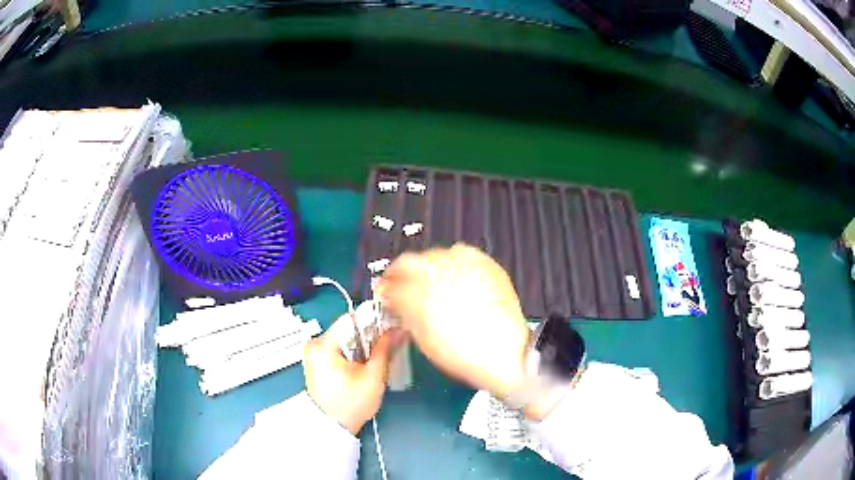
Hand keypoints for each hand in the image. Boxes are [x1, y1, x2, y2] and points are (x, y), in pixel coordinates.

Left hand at [303, 314, 404, 434]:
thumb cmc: (352, 403)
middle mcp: (314, 344)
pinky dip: (352, 352)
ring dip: (362, 343)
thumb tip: (398, 329)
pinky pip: (338, 349)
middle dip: (369, 334)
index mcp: (323, 344)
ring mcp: (313, 353)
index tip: (392, 324)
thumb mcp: (373, 377)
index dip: (373, 320)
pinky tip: (366, 361)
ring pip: (344, 339)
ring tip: (381, 352)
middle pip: (347, 329)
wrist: (332, 427)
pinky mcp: (317, 362)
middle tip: (390, 341)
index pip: (350, 318)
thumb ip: (385, 349)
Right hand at [379, 244, 530, 399]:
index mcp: (418, 295)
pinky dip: (455, 262)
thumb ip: (406, 313)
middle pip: (410, 261)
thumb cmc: (465, 353)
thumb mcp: (424, 338)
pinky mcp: (485, 264)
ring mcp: (463, 266)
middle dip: (403, 271)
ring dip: (428, 265)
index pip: (391, 281)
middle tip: (404, 282)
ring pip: (435, 254)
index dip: (386, 286)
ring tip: (433, 281)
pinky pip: (463, 254)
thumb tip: (398, 302)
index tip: (387, 290)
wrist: (504, 352)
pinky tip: (456, 276)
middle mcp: (438, 275)